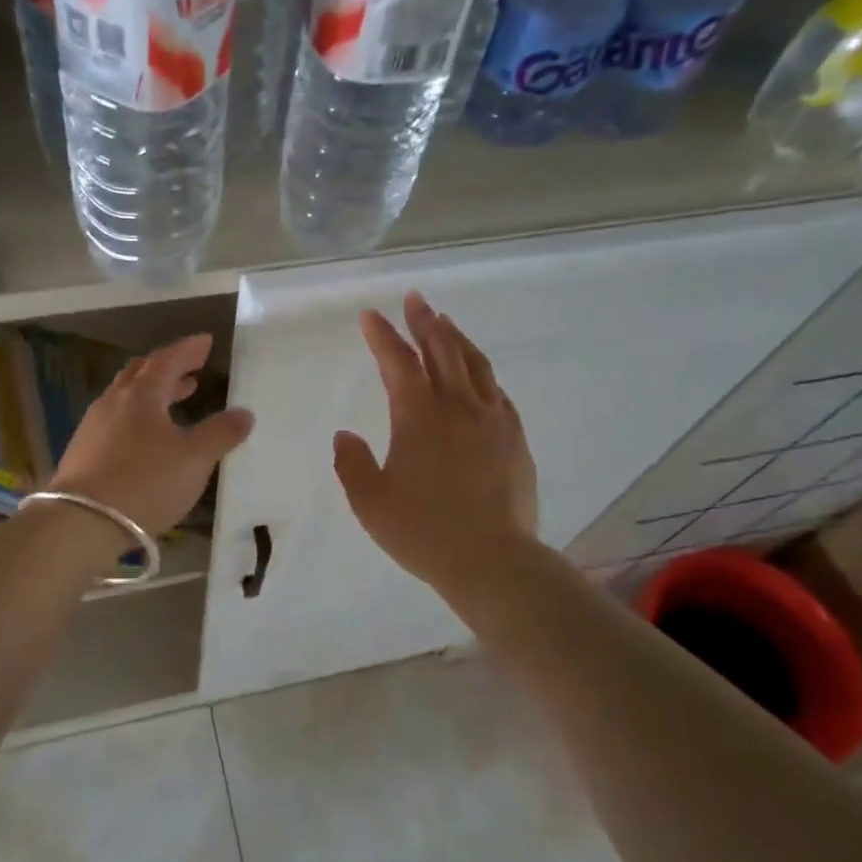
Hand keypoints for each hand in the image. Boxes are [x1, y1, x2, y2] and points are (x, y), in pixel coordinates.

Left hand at [48, 332, 253, 535]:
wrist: (80, 522)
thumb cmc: (145, 483)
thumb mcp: (194, 459)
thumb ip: (221, 433)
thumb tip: (244, 413)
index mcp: (142, 395)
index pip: (167, 359)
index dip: (188, 349)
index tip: (206, 341)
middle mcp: (114, 402)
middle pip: (141, 373)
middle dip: (168, 368)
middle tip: (191, 370)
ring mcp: (94, 426)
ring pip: (126, 397)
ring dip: (153, 393)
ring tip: (175, 401)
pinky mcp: (83, 452)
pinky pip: (115, 421)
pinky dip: (138, 417)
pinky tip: (147, 439)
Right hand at [334, 291, 538, 597]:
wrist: (492, 561)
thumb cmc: (423, 532)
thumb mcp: (370, 502)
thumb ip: (353, 463)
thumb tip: (346, 435)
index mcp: (418, 417)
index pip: (398, 363)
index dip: (382, 336)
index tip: (370, 316)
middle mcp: (458, 407)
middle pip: (441, 350)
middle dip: (424, 322)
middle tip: (415, 299)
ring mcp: (492, 420)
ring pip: (474, 365)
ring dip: (456, 338)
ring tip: (445, 322)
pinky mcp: (515, 439)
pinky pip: (497, 392)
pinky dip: (482, 373)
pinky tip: (478, 375)